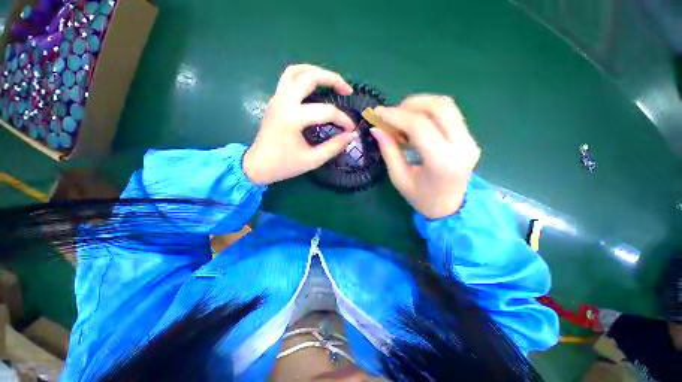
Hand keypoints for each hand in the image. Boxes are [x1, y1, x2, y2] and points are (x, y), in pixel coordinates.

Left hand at [243, 64, 357, 184]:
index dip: (343, 120)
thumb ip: (334, 147)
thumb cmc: (284, 165)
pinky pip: (289, 78)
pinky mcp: (275, 100)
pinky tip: (315, 87)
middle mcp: (284, 102)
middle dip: (333, 79)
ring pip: (296, 71)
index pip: (326, 112)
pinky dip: (305, 77)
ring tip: (332, 82)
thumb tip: (351, 135)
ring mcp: (277, 98)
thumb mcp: (312, 160)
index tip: (351, 129)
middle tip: (347, 90)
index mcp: (293, 118)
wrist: (257, 165)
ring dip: (317, 72)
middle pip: (310, 76)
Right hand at [370, 95, 480, 218]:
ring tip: (401, 117)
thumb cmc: (421, 198)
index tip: (377, 113)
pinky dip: (428, 111)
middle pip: (437, 107)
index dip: (395, 116)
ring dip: (420, 105)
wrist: (449, 207)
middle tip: (390, 115)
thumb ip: (389, 151)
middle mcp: (462, 145)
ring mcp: (469, 139)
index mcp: (442, 160)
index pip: (419, 126)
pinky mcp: (469, 137)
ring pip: (446, 105)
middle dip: (409, 105)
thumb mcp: (399, 178)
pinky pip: (449, 113)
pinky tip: (414, 122)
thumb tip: (376, 128)